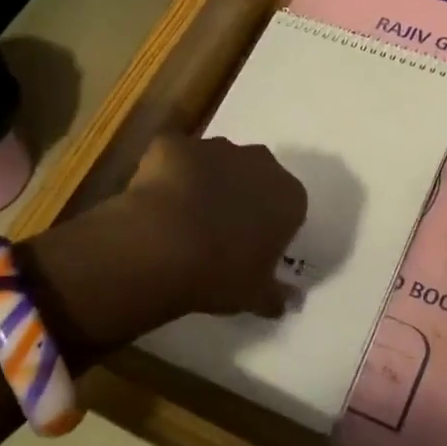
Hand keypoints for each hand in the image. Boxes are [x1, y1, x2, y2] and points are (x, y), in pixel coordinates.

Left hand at [120, 135, 307, 318]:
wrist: (163, 245)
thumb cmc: (221, 273)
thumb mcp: (255, 294)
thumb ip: (276, 295)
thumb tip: (291, 301)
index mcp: (288, 196)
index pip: (288, 206)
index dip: (269, 225)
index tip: (252, 247)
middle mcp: (258, 162)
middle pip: (255, 174)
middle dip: (241, 194)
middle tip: (219, 229)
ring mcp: (214, 147)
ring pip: (215, 161)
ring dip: (205, 181)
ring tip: (182, 217)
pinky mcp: (174, 144)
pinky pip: (174, 157)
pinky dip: (167, 172)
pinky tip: (154, 201)